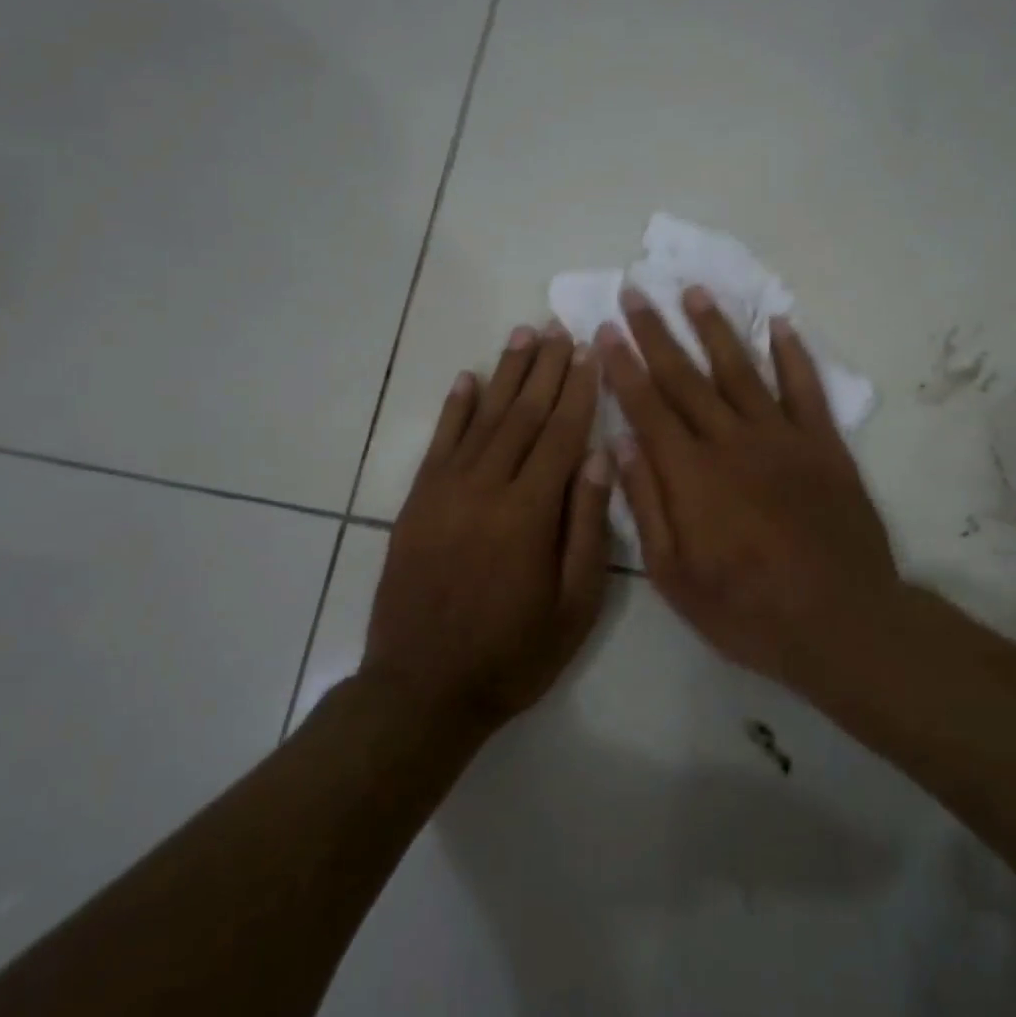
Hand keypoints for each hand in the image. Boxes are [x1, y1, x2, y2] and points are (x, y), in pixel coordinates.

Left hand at [363, 322, 612, 728]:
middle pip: (522, 414)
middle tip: (560, 327)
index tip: (591, 351)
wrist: (423, 689)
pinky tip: (467, 378)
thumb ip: (586, 528)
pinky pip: (439, 443)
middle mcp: (486, 488)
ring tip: (523, 336)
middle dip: (545, 368)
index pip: (561, 434)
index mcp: (529, 513)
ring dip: (505, 374)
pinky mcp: (417, 503)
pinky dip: (454, 408)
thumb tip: (598, 457)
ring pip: (483, 419)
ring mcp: (445, 492)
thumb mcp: (574, 606)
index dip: (579, 390)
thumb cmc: (513, 654)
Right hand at [597, 286, 902, 694]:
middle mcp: (731, 440)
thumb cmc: (746, 608)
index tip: (606, 329)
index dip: (623, 365)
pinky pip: (806, 387)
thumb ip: (646, 505)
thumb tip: (619, 443)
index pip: (646, 405)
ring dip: (715, 327)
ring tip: (693, 290)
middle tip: (635, 290)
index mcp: (690, 474)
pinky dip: (793, 353)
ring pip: (741, 369)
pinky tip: (780, 323)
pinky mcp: (824, 444)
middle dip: (656, 332)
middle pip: (686, 376)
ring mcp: (782, 437)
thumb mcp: (675, 575)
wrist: (840, 621)